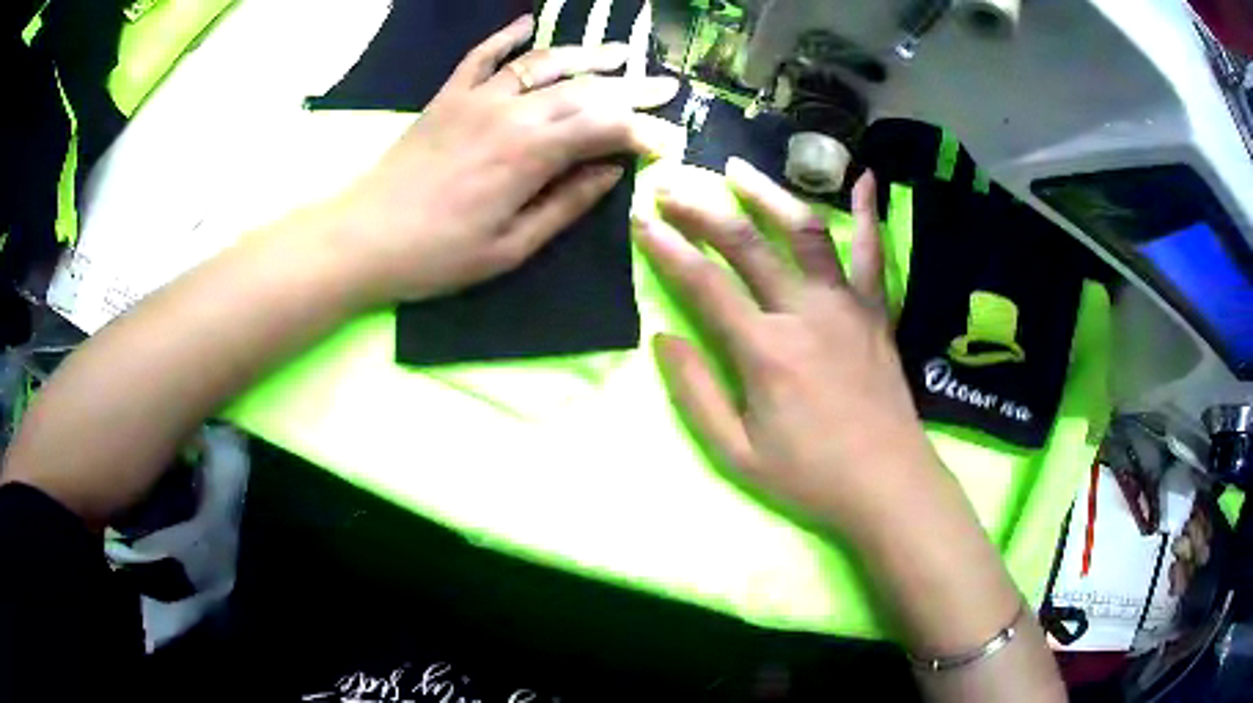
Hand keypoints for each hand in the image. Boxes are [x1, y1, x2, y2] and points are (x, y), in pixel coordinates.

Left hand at [328, 14, 677, 305]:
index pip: (604, 128)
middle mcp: (510, 112)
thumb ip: (565, 205)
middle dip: (631, 88)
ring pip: (543, 63)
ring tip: (620, 52)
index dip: (642, 131)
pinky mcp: (447, 96)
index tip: (668, 141)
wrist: (362, 238)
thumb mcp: (510, 248)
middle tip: (665, 86)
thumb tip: (611, 173)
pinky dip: (507, 36)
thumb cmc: (438, 255)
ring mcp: (476, 98)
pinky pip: (482, 55)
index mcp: (530, 154)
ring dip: (586, 55)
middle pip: (584, 89)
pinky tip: (529, 23)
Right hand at [636, 158, 942, 541]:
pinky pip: (874, 253)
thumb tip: (662, 338)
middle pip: (746, 244)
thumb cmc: (810, 477)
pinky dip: (869, 213)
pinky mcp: (875, 311)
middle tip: (671, 185)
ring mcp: (846, 305)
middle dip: (702, 210)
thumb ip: (696, 393)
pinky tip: (866, 178)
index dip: (667, 247)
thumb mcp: (737, 453)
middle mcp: (805, 313)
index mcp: (765, 351)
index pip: (703, 284)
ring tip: (738, 169)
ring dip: (768, 195)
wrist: (887, 485)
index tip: (640, 218)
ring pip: (805, 232)